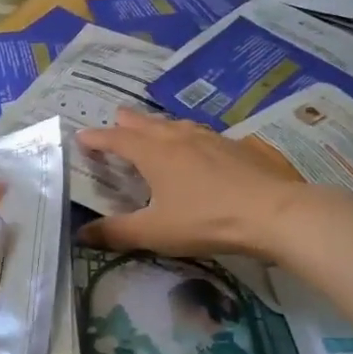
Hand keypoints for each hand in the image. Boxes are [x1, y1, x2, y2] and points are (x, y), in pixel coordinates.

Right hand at [76, 109, 307, 258]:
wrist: (272, 212)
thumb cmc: (206, 220)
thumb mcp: (156, 232)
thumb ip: (117, 233)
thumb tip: (80, 234)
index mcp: (153, 153)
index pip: (116, 139)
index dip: (97, 138)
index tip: (81, 136)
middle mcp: (177, 137)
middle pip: (145, 123)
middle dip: (126, 122)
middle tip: (115, 119)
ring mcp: (208, 138)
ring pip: (174, 123)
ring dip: (157, 124)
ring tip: (153, 127)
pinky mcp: (234, 145)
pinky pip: (200, 132)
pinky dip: (186, 133)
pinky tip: (197, 144)